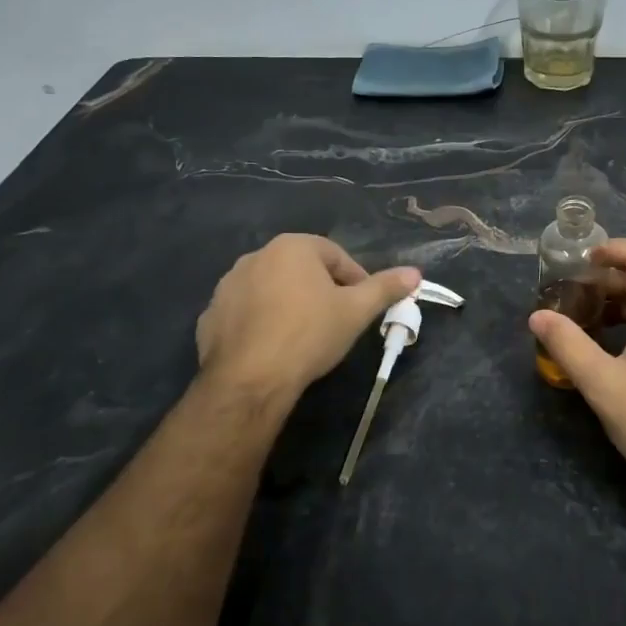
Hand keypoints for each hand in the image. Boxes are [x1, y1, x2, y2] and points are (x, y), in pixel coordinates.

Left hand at [197, 235, 419, 399]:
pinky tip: (274, 348)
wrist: (249, 379)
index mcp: (292, 247)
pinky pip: (246, 312)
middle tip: (337, 322)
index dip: (356, 281)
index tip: (363, 308)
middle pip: (302, 270)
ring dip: (290, 305)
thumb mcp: (356, 311)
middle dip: (322, 291)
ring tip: (305, 337)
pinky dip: (262, 323)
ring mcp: (228, 285)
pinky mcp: (210, 315)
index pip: (336, 256)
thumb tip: (415, 273)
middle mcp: (256, 256)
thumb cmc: (309, 334)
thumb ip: (385, 288)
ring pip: (272, 290)